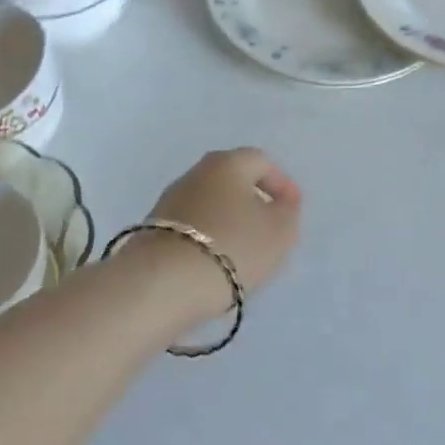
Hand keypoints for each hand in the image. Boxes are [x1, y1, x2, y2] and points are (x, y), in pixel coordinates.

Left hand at [143, 147, 302, 293]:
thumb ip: (287, 212)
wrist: (163, 283)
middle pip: (232, 180)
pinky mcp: (153, 229)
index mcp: (228, 163)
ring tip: (243, 251)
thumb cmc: (232, 246)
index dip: (281, 184)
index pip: (261, 161)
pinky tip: (216, 261)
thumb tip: (280, 202)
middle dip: (253, 201)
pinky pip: (192, 226)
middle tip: (269, 228)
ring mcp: (170, 200)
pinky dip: (208, 237)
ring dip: (229, 220)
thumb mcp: (279, 231)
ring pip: (210, 203)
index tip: (292, 210)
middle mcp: (196, 173)